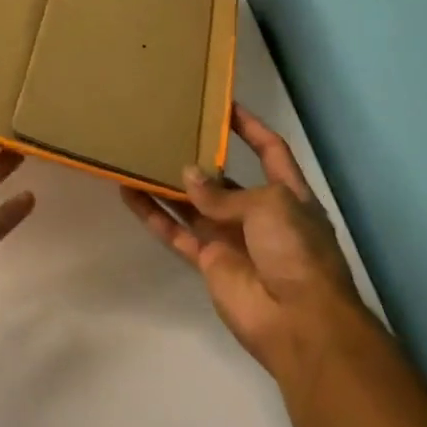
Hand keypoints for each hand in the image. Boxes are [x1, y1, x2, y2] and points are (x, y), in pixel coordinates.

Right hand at [120, 104, 370, 385]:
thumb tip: (187, 177)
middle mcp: (259, 213)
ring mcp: (231, 239)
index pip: (270, 150)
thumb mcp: (270, 205)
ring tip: (140, 155)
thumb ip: (224, 193)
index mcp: (287, 194)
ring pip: (193, 204)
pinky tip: (129, 192)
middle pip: (225, 178)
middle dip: (201, 157)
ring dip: (168, 183)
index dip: (250, 128)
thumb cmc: (295, 250)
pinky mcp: (208, 262)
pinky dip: (153, 214)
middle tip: (169, 130)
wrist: (298, 321)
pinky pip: (176, 233)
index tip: (224, 104)